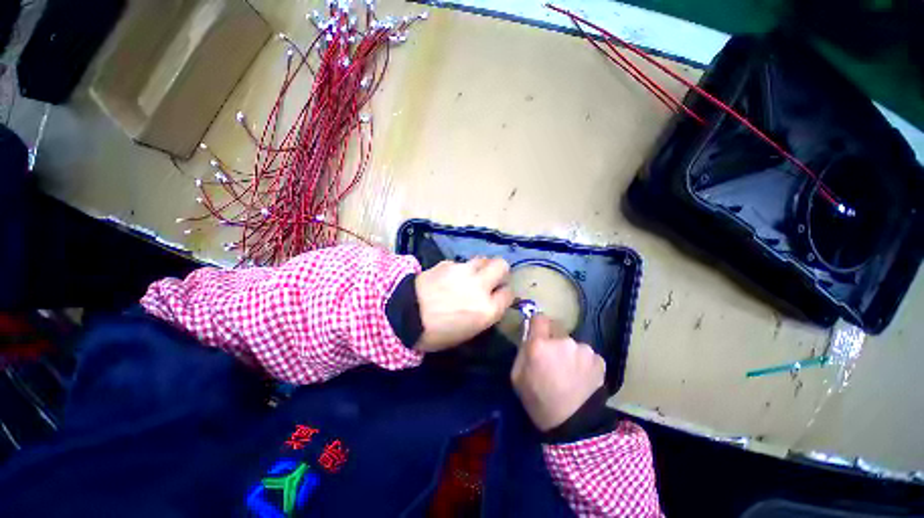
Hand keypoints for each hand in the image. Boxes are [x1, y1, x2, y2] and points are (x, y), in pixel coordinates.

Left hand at [414, 257, 514, 352]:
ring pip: (483, 259)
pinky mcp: (448, 263)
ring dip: (481, 267)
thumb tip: (489, 301)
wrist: (404, 316)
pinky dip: (459, 269)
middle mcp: (480, 287)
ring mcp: (464, 272)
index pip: (509, 294)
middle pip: (502, 266)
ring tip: (470, 276)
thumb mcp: (467, 332)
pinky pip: (461, 263)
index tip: (498, 296)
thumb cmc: (436, 334)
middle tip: (490, 279)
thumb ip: (483, 313)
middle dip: (500, 271)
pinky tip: (448, 278)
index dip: (504, 294)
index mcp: (487, 310)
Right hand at [511, 315, 605, 431]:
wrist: (573, 427)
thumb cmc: (538, 400)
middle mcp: (563, 341)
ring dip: (569, 351)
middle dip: (553, 339)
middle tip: (553, 358)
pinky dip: (583, 361)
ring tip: (569, 372)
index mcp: (540, 344)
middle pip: (556, 328)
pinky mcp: (599, 359)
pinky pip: (586, 354)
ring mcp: (583, 350)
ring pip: (572, 343)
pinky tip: (581, 377)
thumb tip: (529, 333)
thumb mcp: (517, 375)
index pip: (539, 317)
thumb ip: (522, 349)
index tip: (537, 333)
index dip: (537, 324)